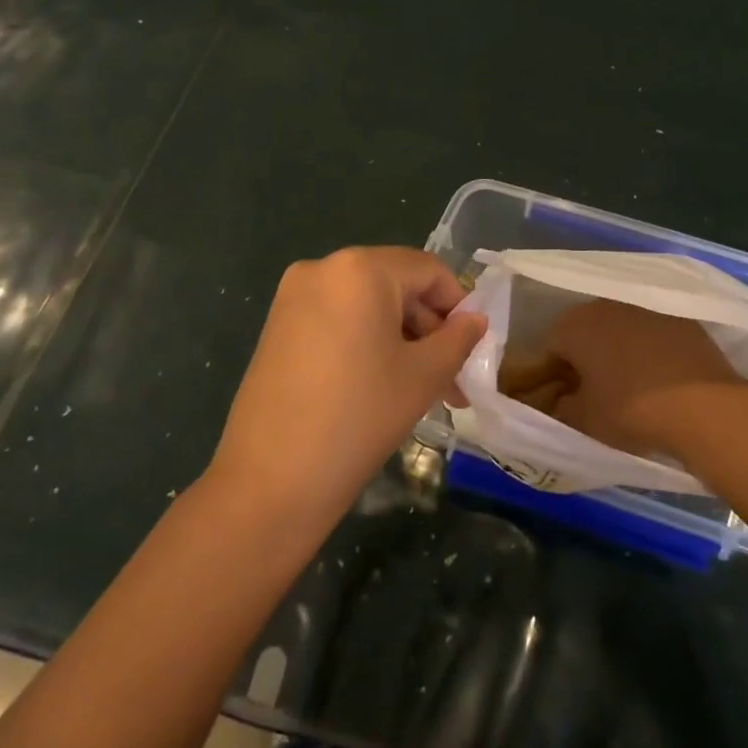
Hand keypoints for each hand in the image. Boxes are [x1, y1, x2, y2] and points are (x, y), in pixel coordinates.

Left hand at [205, 247, 484, 534]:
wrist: (270, 479)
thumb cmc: (359, 417)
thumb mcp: (423, 377)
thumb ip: (457, 340)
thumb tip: (476, 321)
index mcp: (359, 268)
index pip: (427, 270)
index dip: (458, 306)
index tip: (473, 349)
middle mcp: (322, 268)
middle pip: (395, 285)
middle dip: (429, 330)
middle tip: (452, 380)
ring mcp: (293, 297)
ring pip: (366, 306)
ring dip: (400, 340)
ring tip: (423, 391)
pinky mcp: (277, 326)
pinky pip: (337, 320)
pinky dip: (366, 343)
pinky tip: (381, 386)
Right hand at [545, 299, 743, 461]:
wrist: (705, 407)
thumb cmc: (631, 410)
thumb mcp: (584, 420)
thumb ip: (563, 407)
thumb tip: (563, 399)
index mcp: (574, 324)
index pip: (550, 347)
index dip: (553, 375)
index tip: (564, 399)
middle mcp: (606, 305)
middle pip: (585, 332)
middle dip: (585, 358)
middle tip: (594, 392)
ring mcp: (646, 308)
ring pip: (619, 329)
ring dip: (618, 351)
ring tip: (630, 386)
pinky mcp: (681, 319)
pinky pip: (652, 334)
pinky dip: (650, 351)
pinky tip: (661, 379)